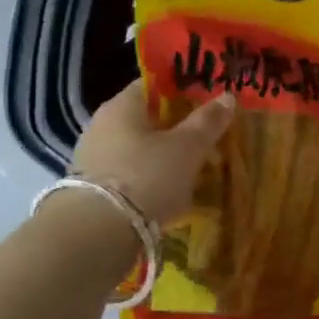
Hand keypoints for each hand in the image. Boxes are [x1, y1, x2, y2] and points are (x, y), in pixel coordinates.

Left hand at [73, 81, 234, 225]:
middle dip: (175, 128)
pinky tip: (167, 195)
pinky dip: (148, 180)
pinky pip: (128, 174)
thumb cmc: (146, 177)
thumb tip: (227, 96)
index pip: (154, 85)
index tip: (206, 103)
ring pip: (137, 149)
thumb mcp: (187, 148)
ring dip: (162, 157)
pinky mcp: (91, 188)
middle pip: (146, 118)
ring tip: (191, 172)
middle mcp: (102, 124)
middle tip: (204, 140)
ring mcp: (92, 157)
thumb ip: (208, 121)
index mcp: (122, 105)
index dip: (182, 90)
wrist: (97, 233)